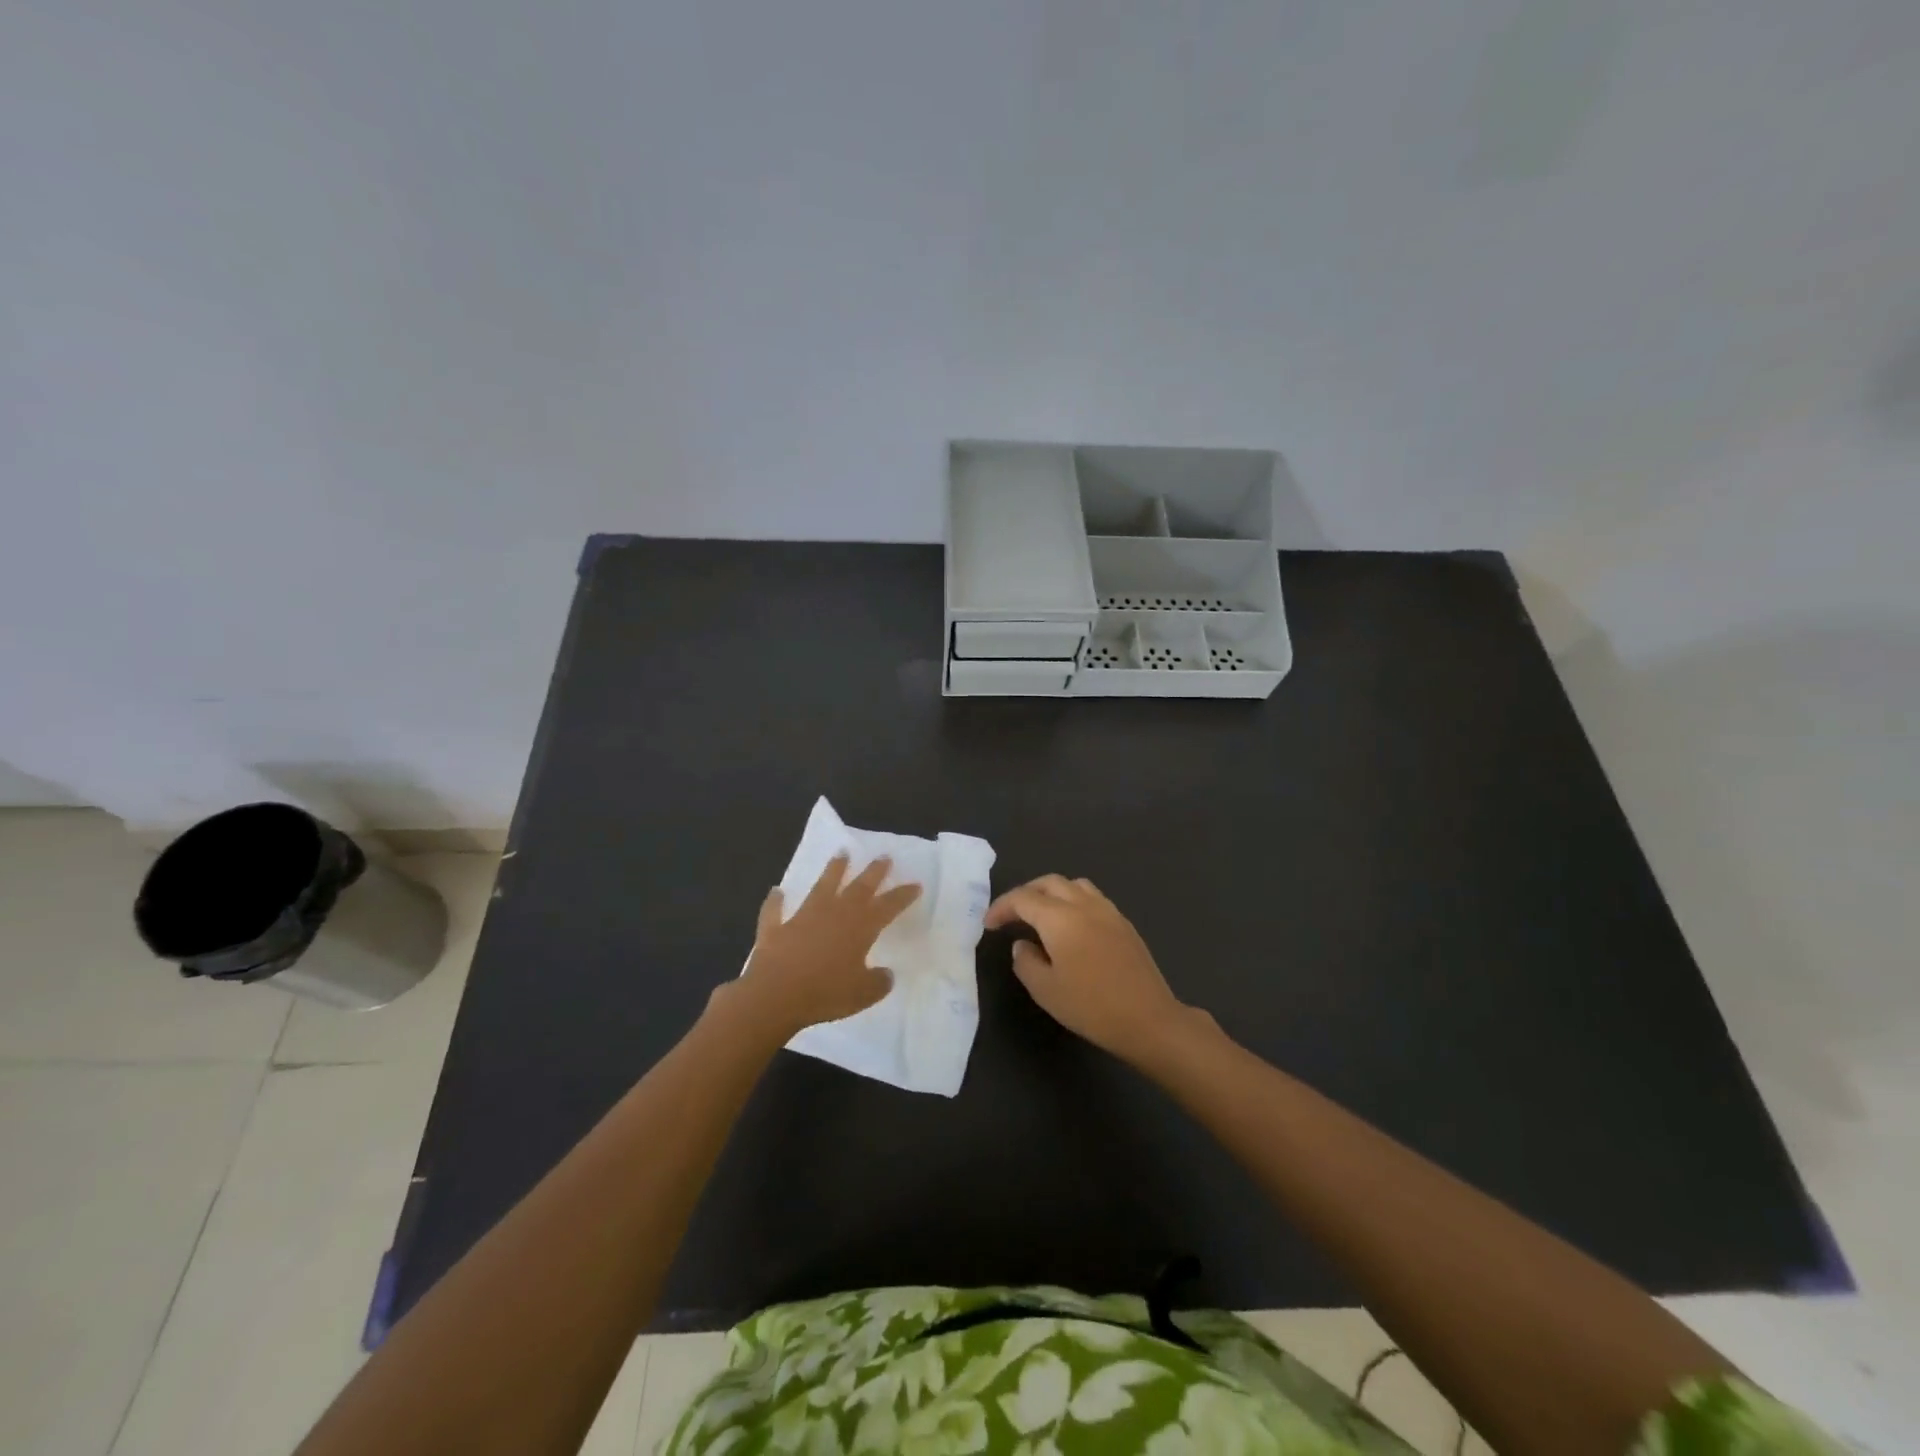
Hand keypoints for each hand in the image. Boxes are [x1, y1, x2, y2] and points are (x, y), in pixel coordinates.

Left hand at [726, 854, 920, 1040]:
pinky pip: (776, 911)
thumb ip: (878, 982)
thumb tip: (885, 974)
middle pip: (858, 888)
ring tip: (841, 853)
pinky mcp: (776, 929)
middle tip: (883, 856)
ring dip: (832, 870)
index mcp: (860, 927)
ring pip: (821, 887)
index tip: (915, 884)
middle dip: (873, 872)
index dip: (902, 895)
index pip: (887, 906)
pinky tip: (776, 892)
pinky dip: (776, 901)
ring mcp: (803, 918)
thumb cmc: (826, 993)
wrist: (775, 995)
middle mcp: (834, 914)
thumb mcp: (863, 994)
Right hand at [985, 875, 1191, 1063]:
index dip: (1002, 907)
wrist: (1148, 1018)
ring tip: (1041, 914)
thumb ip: (1026, 962)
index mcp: (1060, 918)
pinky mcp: (1124, 923)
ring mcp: (1108, 911)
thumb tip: (1022, 944)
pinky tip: (1071, 927)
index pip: (1023, 899)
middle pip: (1049, 883)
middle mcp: (1084, 905)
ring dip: (1051, 892)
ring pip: (1074, 885)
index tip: (989, 924)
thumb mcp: (1046, 990)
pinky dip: (1073, 901)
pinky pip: (1092, 897)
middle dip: (1025, 893)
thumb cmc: (1091, 1006)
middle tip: (1011, 914)